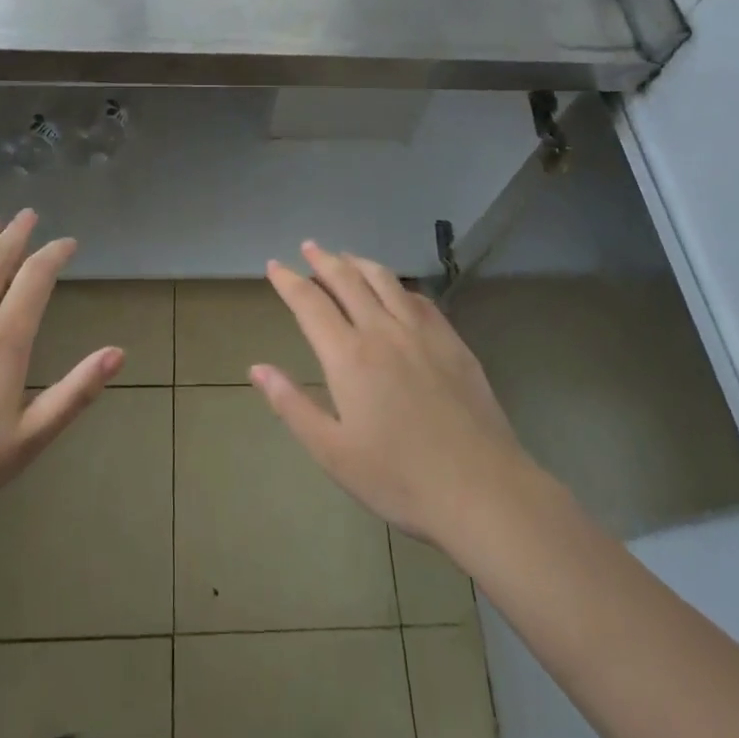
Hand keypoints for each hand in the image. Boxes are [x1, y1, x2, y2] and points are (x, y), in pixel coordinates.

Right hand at [252, 242, 541, 552]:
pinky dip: (398, 285)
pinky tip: (396, 289)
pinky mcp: (452, 342)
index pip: (310, 303)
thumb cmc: (399, 479)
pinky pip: (419, 299)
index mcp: (348, 356)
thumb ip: (292, 405)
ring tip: (346, 256)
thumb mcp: (333, 453)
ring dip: (360, 263)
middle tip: (309, 246)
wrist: (482, 491)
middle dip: (323, 260)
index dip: (289, 281)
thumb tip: (257, 368)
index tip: (274, 265)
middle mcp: (382, 330)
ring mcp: (421, 332)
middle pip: (347, 280)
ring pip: (385, 280)